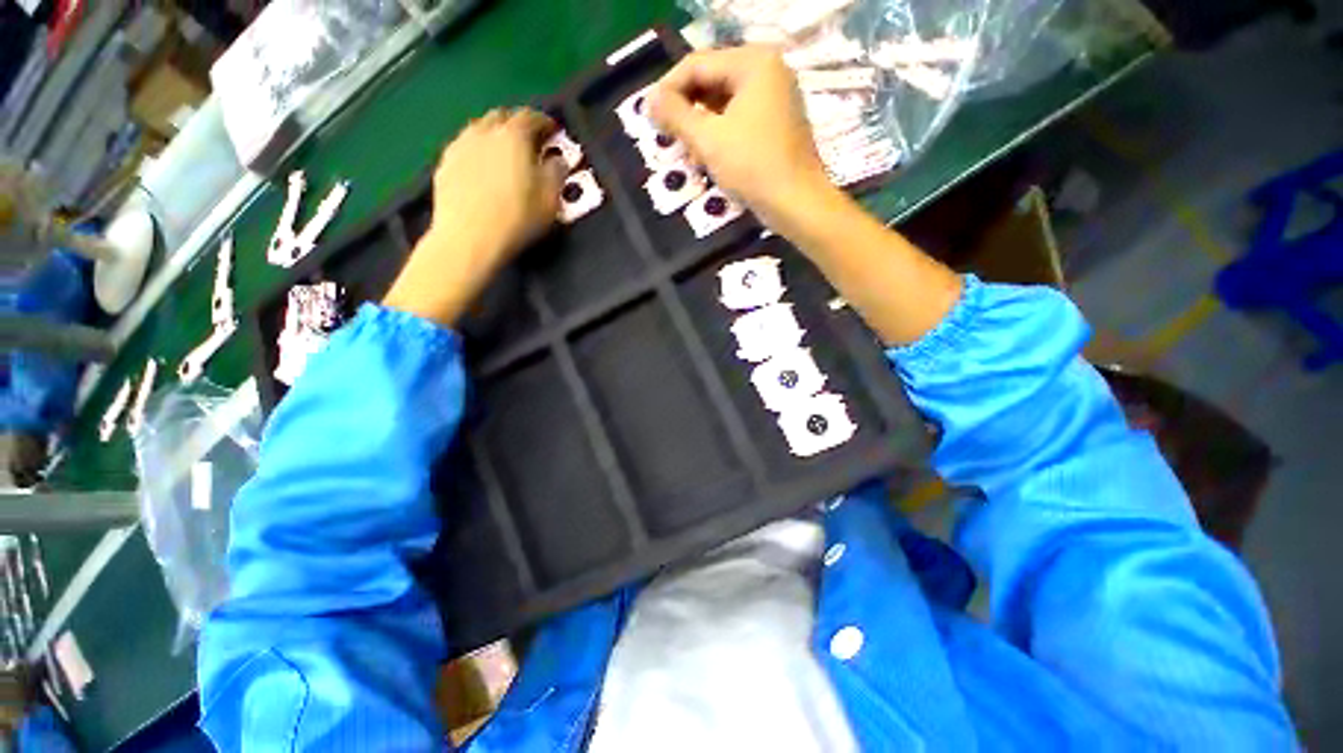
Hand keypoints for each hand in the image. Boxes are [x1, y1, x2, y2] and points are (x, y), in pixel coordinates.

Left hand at [384, 109, 566, 324]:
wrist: (470, 239)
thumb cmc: (517, 219)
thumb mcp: (551, 198)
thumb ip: (557, 172)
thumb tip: (558, 160)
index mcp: (513, 136)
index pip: (532, 117)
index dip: (545, 123)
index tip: (554, 132)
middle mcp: (483, 132)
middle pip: (502, 117)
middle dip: (518, 125)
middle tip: (530, 143)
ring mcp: (459, 147)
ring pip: (479, 130)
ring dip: (495, 136)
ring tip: (505, 156)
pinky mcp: (445, 165)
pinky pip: (465, 149)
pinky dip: (478, 152)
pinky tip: (483, 171)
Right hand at [650, 46, 833, 233]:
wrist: (796, 203)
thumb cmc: (753, 168)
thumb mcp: (708, 140)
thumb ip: (676, 116)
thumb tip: (649, 100)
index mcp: (754, 63)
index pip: (698, 64)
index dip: (669, 88)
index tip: (650, 116)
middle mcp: (768, 70)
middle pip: (712, 79)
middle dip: (685, 106)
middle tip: (665, 133)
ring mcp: (776, 96)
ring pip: (724, 100)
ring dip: (700, 121)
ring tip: (683, 145)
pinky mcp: (777, 121)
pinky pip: (739, 116)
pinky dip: (719, 131)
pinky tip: (706, 151)